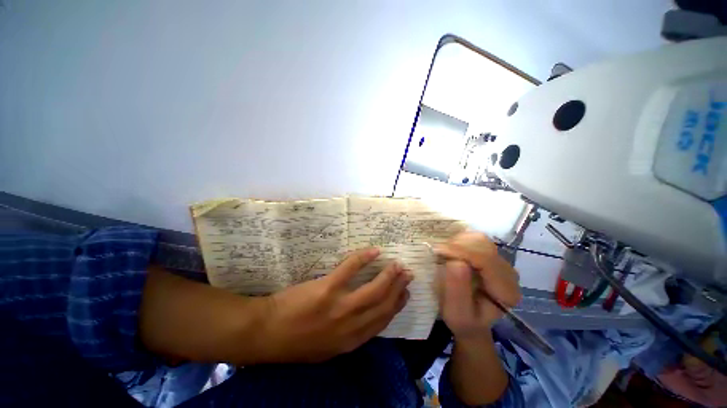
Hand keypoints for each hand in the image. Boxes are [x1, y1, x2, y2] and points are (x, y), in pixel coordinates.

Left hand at [259, 248, 411, 362]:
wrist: (266, 333)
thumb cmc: (296, 341)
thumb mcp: (327, 349)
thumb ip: (349, 336)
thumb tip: (366, 319)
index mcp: (351, 341)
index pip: (383, 321)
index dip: (397, 305)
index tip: (405, 293)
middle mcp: (351, 325)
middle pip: (383, 304)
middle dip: (398, 288)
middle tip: (407, 274)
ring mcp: (340, 306)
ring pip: (373, 289)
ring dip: (388, 275)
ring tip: (397, 264)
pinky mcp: (327, 288)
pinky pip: (351, 269)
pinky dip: (364, 258)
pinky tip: (374, 251)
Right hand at [436, 232, 520, 339]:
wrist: (471, 321)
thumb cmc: (463, 320)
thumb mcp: (456, 313)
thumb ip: (457, 290)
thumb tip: (456, 262)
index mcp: (506, 291)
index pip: (486, 260)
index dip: (460, 251)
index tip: (438, 251)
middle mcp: (509, 273)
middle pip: (484, 245)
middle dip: (457, 245)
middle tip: (438, 253)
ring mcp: (501, 262)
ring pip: (479, 239)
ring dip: (457, 242)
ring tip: (444, 253)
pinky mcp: (492, 256)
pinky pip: (475, 239)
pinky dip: (460, 241)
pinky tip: (451, 251)